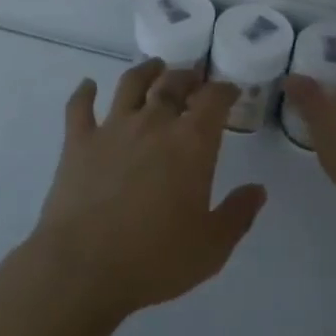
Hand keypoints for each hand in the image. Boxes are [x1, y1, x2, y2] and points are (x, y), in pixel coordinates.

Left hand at [30, 60, 267, 319]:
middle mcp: (153, 124)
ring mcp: (111, 129)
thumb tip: (258, 190)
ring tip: (154, 67)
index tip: (229, 90)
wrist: (83, 268)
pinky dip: (84, 92)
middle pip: (172, 84)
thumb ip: (238, 214)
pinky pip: (79, 107)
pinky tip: (88, 86)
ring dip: (145, 71)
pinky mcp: (77, 143)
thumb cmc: (155, 260)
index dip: (223, 90)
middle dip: (187, 76)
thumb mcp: (212, 246)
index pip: (213, 100)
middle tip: (193, 77)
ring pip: (130, 85)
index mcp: (190, 144)